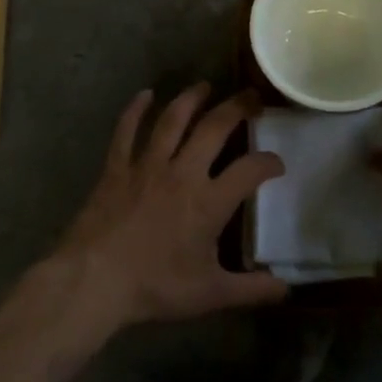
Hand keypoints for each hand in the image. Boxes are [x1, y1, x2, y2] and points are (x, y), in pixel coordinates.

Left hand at [49, 85, 288, 340]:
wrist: (94, 281)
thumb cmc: (155, 287)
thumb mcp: (210, 295)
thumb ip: (251, 290)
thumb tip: (286, 290)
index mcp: (209, 202)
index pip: (250, 170)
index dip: (269, 163)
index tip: (277, 164)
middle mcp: (182, 172)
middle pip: (215, 128)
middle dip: (237, 108)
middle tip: (251, 97)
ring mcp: (147, 165)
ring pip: (172, 120)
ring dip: (191, 99)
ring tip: (205, 86)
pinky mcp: (117, 168)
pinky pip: (126, 131)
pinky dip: (135, 110)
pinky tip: (144, 95)